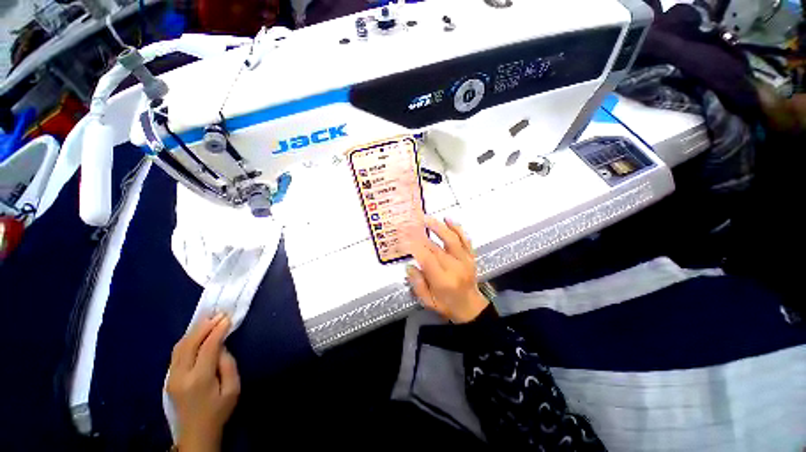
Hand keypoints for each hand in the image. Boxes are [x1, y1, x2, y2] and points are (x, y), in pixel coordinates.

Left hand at [168, 314, 239, 451]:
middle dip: (204, 326)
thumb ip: (228, 365)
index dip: (218, 330)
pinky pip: (176, 353)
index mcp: (199, 379)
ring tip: (207, 319)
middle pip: (190, 343)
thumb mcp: (233, 388)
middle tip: (217, 313)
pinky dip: (187, 339)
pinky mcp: (168, 378)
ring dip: (194, 331)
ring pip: (179, 346)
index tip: (227, 318)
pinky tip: (196, 333)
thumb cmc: (219, 410)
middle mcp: (181, 375)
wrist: (196, 433)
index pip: (207, 347)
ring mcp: (171, 377)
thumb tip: (222, 346)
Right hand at [405, 217, 489, 323]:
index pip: (426, 259)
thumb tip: (409, 266)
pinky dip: (457, 228)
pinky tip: (448, 219)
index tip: (403, 238)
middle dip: (420, 235)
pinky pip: (465, 239)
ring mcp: (465, 260)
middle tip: (408, 225)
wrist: (471, 307)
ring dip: (438, 227)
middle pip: (435, 247)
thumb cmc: (447, 305)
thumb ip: (417, 284)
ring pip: (451, 239)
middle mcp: (455, 268)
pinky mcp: (470, 256)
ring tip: (426, 218)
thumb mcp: (428, 302)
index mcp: (443, 281)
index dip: (414, 247)